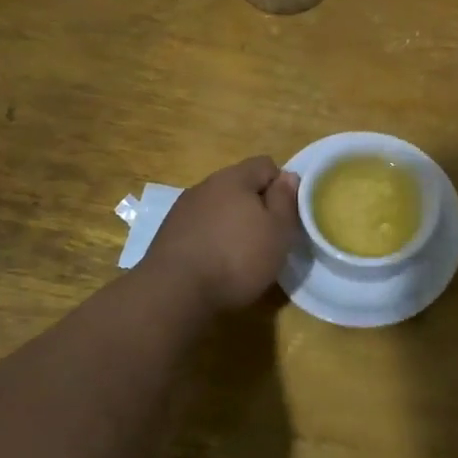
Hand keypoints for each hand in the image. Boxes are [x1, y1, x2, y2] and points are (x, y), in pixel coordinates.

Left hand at [144, 156, 300, 311]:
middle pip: (240, 185)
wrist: (174, 292)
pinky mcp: (169, 233)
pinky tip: (215, 263)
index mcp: (234, 178)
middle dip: (256, 206)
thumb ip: (286, 199)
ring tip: (240, 254)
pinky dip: (212, 238)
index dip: (281, 187)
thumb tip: (288, 176)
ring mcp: (183, 208)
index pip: (266, 165)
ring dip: (232, 223)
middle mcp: (206, 185)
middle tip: (267, 237)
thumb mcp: (277, 230)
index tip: (285, 217)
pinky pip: (200, 226)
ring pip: (218, 207)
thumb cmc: (237, 258)